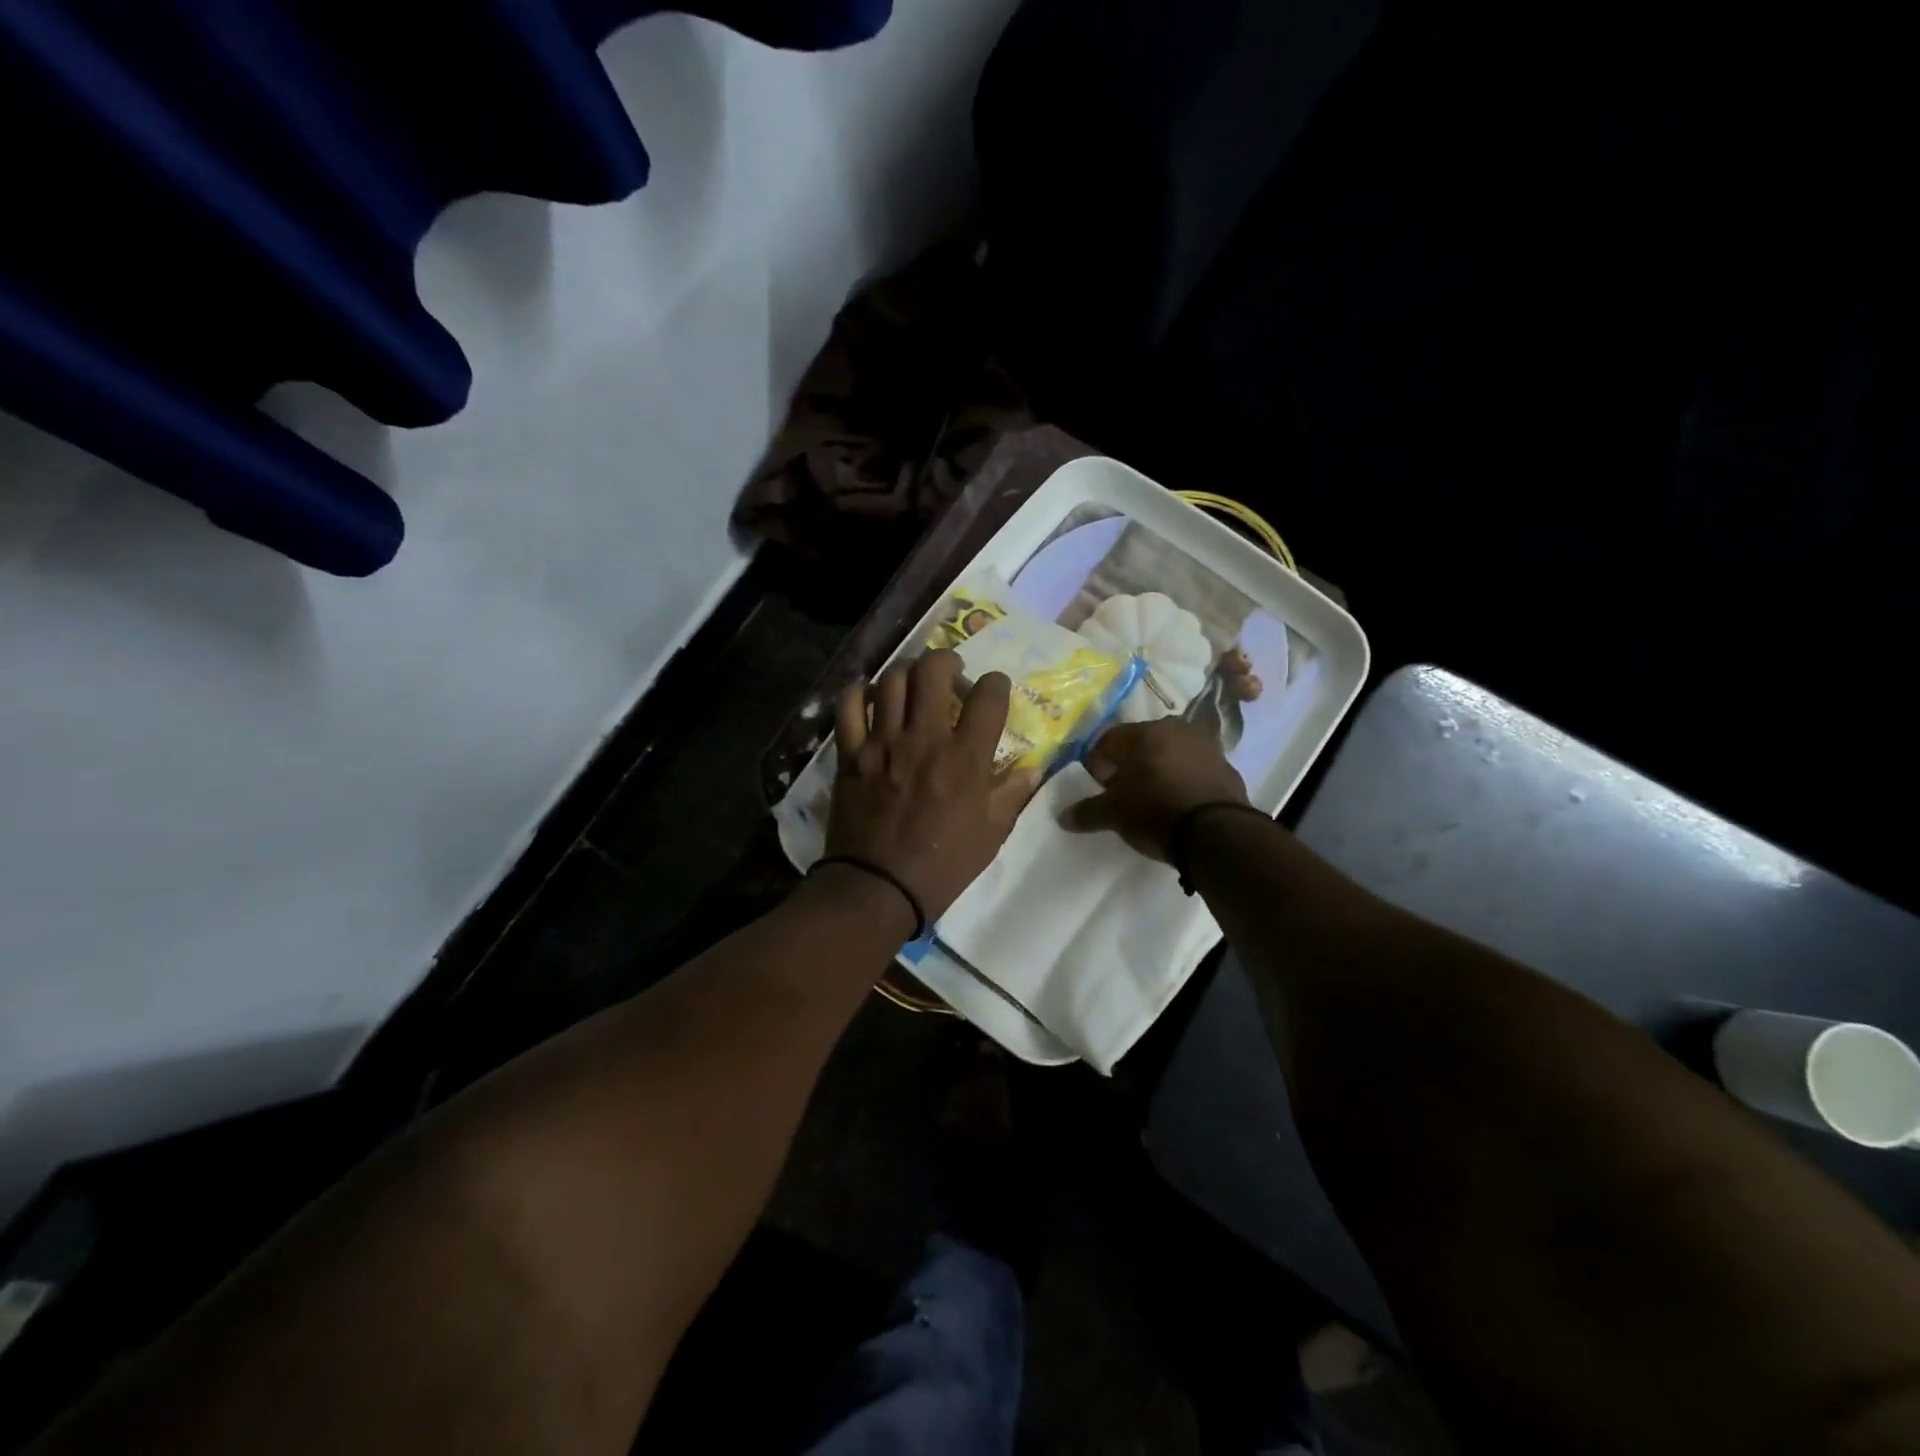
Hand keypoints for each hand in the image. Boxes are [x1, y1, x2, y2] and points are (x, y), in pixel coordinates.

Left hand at [825, 651, 1039, 919]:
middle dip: (947, 660)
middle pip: (933, 669)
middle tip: (951, 674)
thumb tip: (1033, 769)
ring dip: (906, 673)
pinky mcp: (851, 754)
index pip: (989, 695)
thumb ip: (1012, 794)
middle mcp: (925, 738)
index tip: (993, 691)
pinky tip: (869, 698)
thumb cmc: (943, 865)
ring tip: (912, 684)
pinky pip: (848, 706)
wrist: (878, 888)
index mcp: (965, 757)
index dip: (996, 684)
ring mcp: (883, 742)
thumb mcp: (992, 835)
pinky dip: (858, 693)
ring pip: (891, 680)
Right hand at [1059, 719, 1248, 860]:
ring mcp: (1207, 747)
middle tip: (1122, 791)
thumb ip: (1087, 812)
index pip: (1109, 740)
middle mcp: (1177, 729)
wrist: (1217, 833)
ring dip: (1159, 770)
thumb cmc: (1155, 811)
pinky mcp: (1228, 768)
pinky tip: (1178, 803)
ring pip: (1171, 754)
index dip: (1098, 763)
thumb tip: (1063, 816)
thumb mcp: (1113, 814)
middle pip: (1142, 743)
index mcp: (1145, 731)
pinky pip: (1194, 770)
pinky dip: (1183, 781)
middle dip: (1130, 764)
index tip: (1097, 785)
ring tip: (1152, 798)